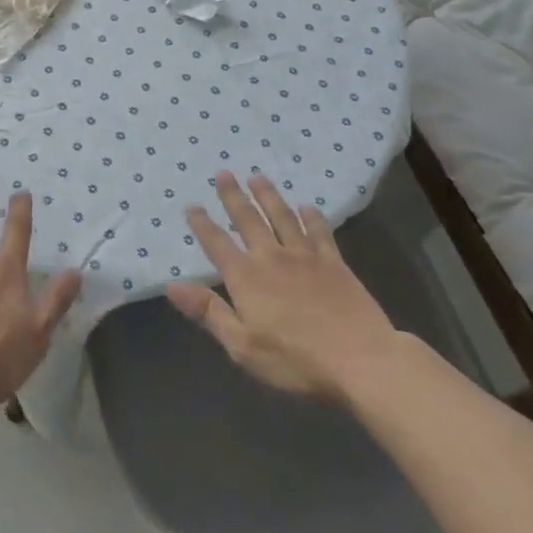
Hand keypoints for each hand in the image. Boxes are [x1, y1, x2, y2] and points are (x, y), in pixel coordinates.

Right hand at [167, 171, 400, 403]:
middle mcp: (272, 257)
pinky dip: (311, 216)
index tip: (192, 205)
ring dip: (268, 195)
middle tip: (224, 172)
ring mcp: (305, 256)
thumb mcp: (242, 346)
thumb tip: (171, 285)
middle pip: (248, 219)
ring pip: (282, 216)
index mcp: (246, 277)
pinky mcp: (334, 263)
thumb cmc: (295, 360)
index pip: (217, 243)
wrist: (361, 359)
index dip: (202, 224)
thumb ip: (208, 311)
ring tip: (257, 177)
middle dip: (233, 196)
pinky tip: (307, 206)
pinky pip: (319, 231)